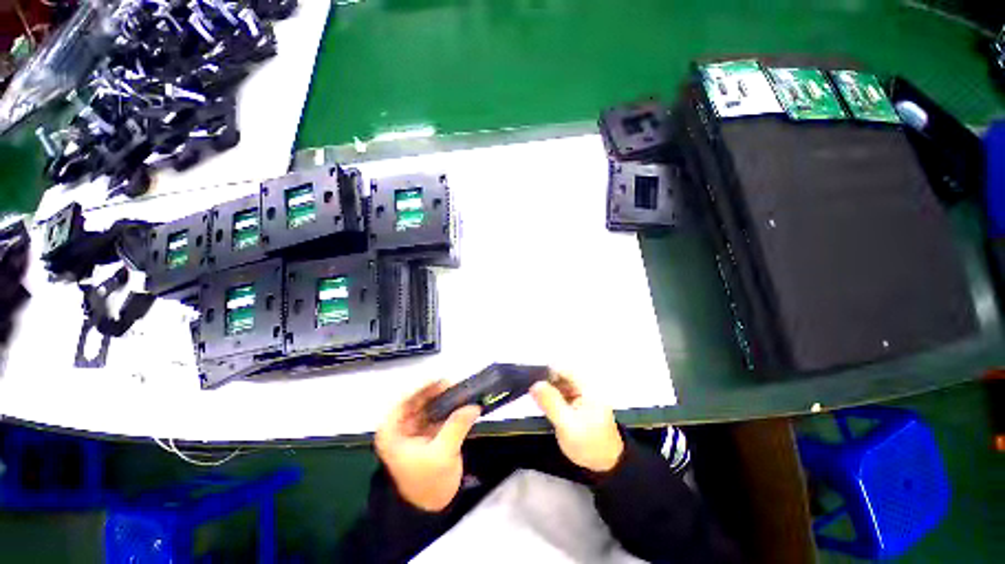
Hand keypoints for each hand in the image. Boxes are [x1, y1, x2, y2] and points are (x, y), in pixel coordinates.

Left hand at [375, 380, 480, 511]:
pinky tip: (459, 403)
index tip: (442, 379)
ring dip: (443, 398)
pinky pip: (435, 414)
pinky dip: (446, 408)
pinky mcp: (425, 433)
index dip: (422, 387)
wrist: (428, 511)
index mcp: (391, 431)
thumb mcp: (443, 454)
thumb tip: (474, 405)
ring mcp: (412, 429)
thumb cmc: (427, 484)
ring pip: (427, 405)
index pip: (404, 399)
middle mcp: (399, 426)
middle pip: (416, 399)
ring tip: (460, 390)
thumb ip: (457, 426)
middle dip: (436, 391)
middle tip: (456, 384)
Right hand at [531, 373, 623, 472]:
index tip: (535, 389)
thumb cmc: (589, 445)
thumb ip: (550, 403)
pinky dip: (555, 398)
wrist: (608, 465)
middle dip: (547, 385)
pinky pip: (564, 392)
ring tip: (544, 407)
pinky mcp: (582, 401)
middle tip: (539, 402)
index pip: (562, 368)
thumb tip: (535, 384)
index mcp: (587, 386)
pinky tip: (552, 410)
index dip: (546, 375)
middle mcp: (587, 385)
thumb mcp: (566, 425)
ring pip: (561, 383)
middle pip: (561, 374)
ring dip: (550, 392)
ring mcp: (585, 393)